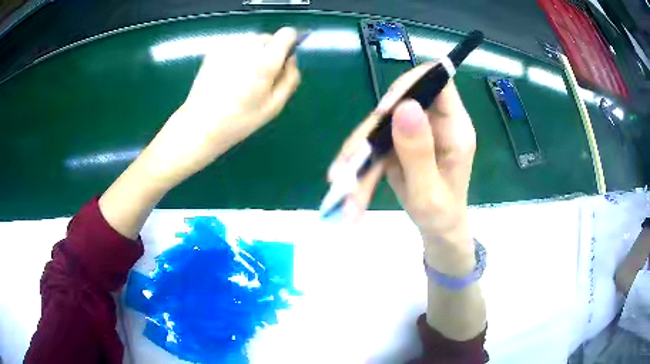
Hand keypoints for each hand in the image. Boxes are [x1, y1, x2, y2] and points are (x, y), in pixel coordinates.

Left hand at [145, 28, 300, 186]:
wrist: (200, 124)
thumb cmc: (239, 120)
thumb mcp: (274, 106)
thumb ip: (290, 78)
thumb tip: (291, 59)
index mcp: (266, 60)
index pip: (287, 33)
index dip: (289, 43)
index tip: (284, 59)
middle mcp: (248, 46)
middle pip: (268, 38)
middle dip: (269, 52)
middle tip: (259, 77)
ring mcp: (228, 46)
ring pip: (250, 41)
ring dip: (252, 53)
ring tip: (241, 78)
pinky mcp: (214, 50)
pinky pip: (235, 46)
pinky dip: (236, 55)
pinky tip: (227, 76)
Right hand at [328, 63, 475, 252]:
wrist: (438, 228)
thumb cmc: (441, 215)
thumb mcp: (430, 192)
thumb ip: (419, 152)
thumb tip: (405, 106)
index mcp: (454, 128)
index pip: (437, 82)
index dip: (409, 85)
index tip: (383, 111)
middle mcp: (435, 122)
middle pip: (399, 103)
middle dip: (370, 130)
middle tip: (348, 161)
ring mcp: (415, 131)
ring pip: (381, 124)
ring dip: (358, 152)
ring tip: (341, 182)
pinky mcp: (400, 142)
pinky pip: (375, 142)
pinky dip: (360, 163)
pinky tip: (348, 185)